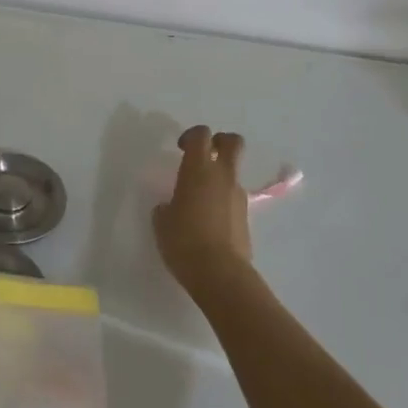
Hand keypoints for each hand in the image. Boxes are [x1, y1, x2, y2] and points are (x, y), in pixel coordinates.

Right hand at [153, 125, 253, 300]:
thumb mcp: (162, 221)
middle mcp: (222, 176)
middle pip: (232, 142)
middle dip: (219, 142)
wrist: (219, 272)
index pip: (201, 135)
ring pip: (232, 173)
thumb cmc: (183, 241)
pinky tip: (208, 222)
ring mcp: (238, 196)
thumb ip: (166, 206)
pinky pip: (233, 198)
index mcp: (198, 170)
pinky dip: (222, 200)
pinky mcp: (246, 216)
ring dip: (219, 177)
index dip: (191, 135)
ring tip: (199, 200)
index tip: (181, 148)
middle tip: (203, 155)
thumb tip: (170, 206)